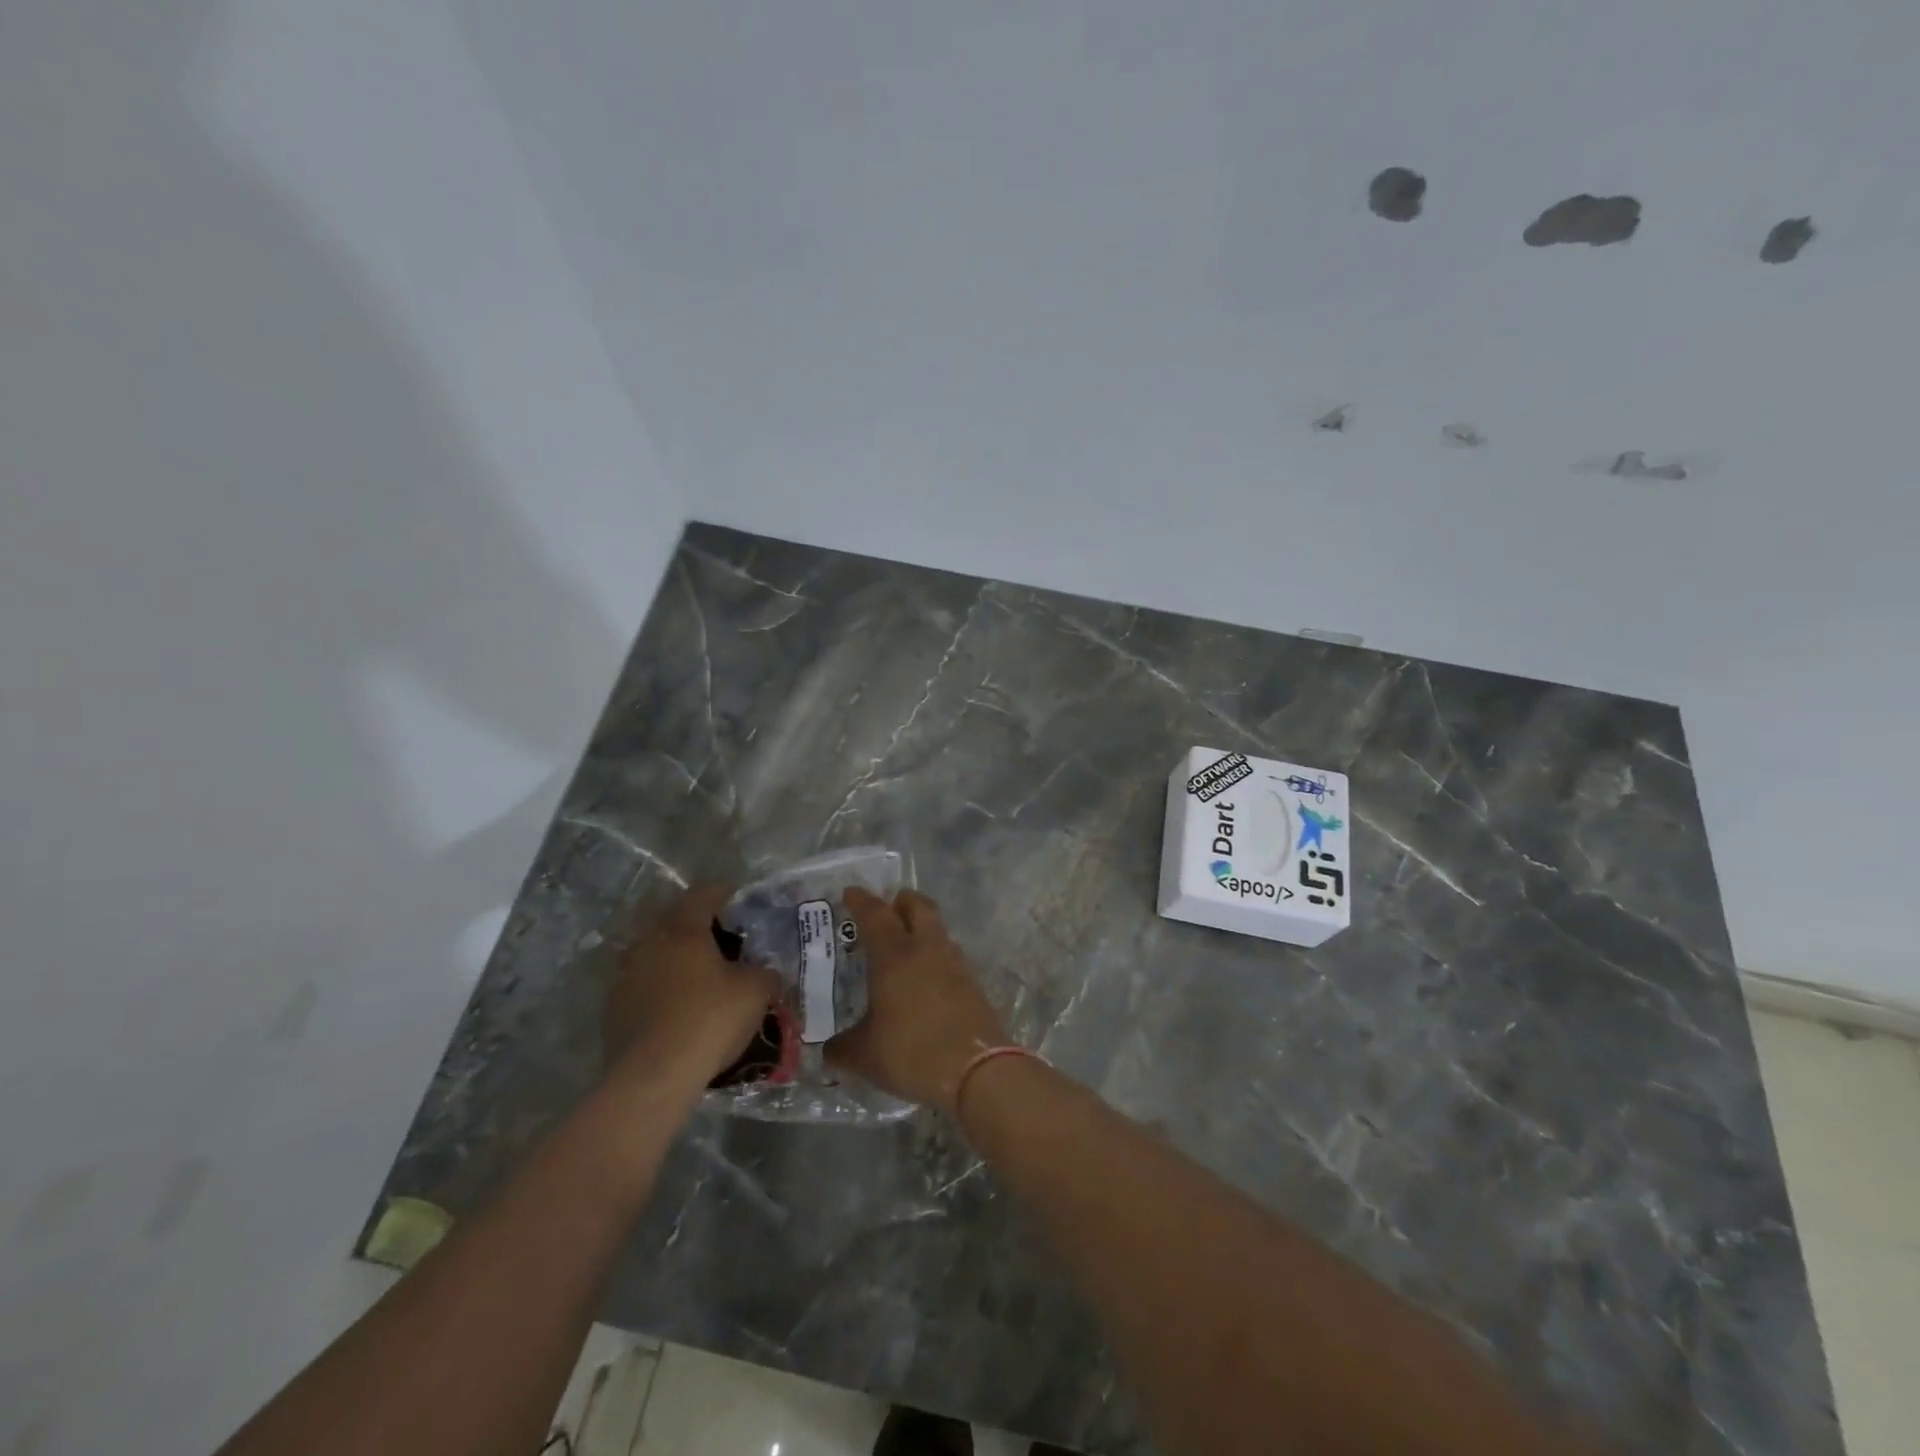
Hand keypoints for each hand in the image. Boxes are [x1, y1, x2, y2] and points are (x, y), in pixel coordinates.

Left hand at [604, 886, 779, 1092]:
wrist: (654, 1076)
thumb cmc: (709, 1019)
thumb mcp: (756, 991)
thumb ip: (765, 973)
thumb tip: (767, 972)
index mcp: (683, 930)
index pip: (703, 895)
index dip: (723, 893)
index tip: (737, 899)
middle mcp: (649, 944)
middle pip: (674, 922)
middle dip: (697, 927)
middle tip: (722, 940)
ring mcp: (625, 977)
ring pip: (655, 954)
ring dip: (675, 959)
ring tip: (699, 976)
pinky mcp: (613, 1010)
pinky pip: (643, 986)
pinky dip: (661, 988)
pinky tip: (678, 1007)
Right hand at [826, 888, 1008, 1116]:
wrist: (976, 1070)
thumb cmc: (912, 1052)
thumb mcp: (865, 1056)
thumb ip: (843, 1048)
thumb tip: (829, 1049)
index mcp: (894, 956)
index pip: (875, 915)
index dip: (861, 901)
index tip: (850, 893)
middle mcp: (926, 949)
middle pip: (918, 906)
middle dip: (902, 901)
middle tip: (888, 908)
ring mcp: (954, 964)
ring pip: (937, 930)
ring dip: (922, 928)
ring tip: (905, 946)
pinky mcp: (972, 983)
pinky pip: (949, 956)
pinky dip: (935, 956)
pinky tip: (926, 978)